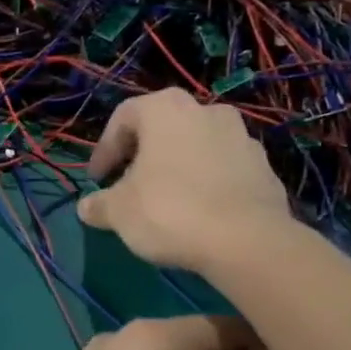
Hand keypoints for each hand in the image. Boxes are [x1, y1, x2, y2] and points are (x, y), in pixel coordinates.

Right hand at [77, 89, 290, 274]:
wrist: (247, 241)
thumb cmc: (170, 212)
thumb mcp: (119, 212)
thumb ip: (99, 205)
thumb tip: (86, 207)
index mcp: (165, 108)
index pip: (123, 118)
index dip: (105, 150)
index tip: (97, 180)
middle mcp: (205, 110)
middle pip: (163, 128)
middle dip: (142, 155)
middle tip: (129, 185)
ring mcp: (241, 136)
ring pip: (196, 146)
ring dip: (177, 167)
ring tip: (165, 200)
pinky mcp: (264, 166)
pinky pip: (224, 168)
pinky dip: (207, 182)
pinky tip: (199, 213)